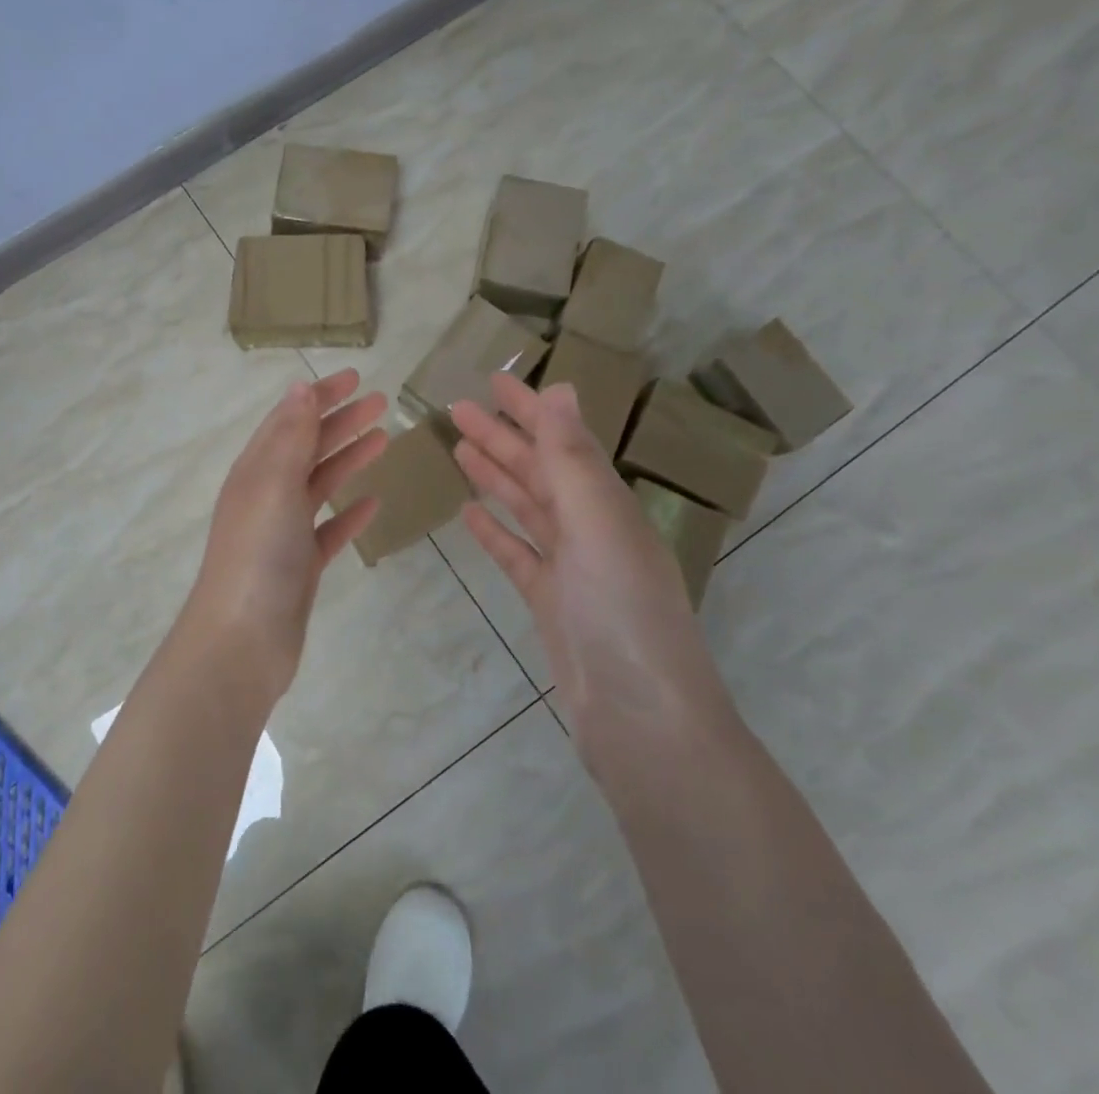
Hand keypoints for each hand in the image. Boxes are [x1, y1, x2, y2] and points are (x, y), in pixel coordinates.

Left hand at [185, 368, 387, 701]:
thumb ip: (291, 437)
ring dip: (348, 458)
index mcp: (255, 470)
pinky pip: (328, 529)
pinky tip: (372, 503)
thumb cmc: (258, 554)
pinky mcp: (300, 565)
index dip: (320, 396)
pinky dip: (348, 513)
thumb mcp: (274, 485)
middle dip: (341, 421)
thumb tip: (300, 388)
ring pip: (319, 484)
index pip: (290, 419)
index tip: (356, 377)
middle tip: (381, 402)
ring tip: (384, 438)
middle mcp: (267, 495)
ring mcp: (283, 532)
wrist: (242, 640)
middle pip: (307, 447)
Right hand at [450, 375, 736, 762]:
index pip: (562, 441)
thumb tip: (560, 388)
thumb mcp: (596, 525)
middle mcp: (591, 528)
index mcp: (606, 504)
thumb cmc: (623, 612)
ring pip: (526, 508)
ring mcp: (571, 568)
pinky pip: (518, 554)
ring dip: (495, 476)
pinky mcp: (551, 603)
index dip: (529, 409)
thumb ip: (571, 459)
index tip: (493, 380)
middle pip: (539, 471)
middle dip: (501, 437)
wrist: (641, 720)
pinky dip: (496, 531)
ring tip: (458, 448)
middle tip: (457, 409)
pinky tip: (470, 514)